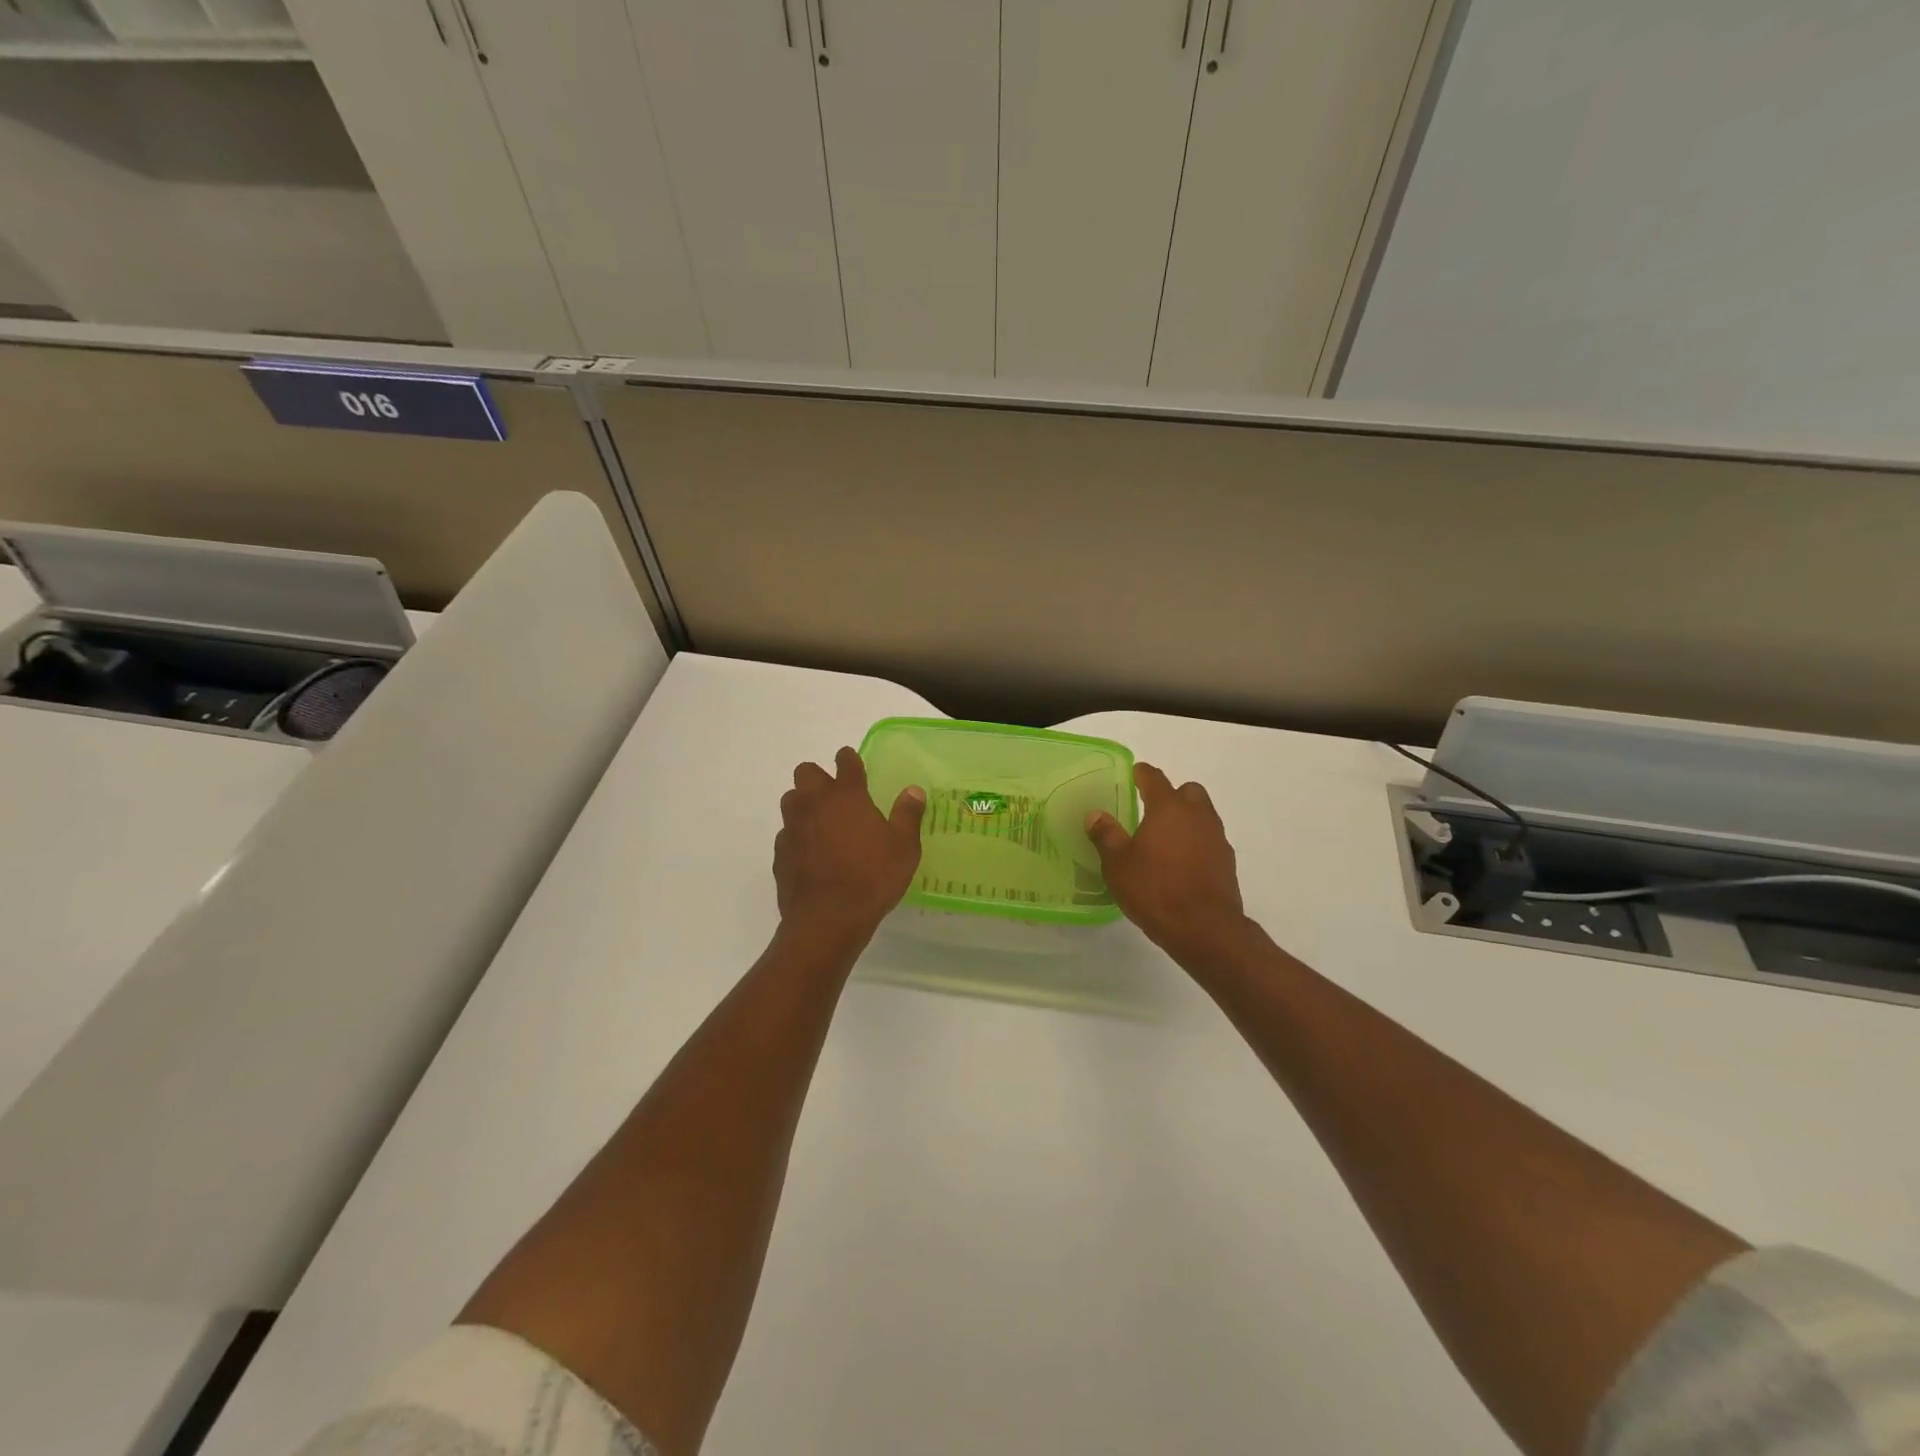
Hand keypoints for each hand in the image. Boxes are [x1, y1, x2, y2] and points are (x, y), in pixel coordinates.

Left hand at [775, 747, 925, 947]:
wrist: (827, 919)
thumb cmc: (872, 878)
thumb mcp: (904, 848)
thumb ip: (907, 815)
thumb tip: (913, 791)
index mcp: (847, 796)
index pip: (845, 762)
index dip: (849, 759)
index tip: (852, 762)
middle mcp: (815, 803)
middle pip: (806, 772)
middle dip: (818, 777)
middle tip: (835, 795)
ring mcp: (793, 827)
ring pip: (791, 800)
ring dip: (803, 804)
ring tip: (821, 822)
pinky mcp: (780, 852)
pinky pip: (786, 833)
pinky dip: (797, 836)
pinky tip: (811, 853)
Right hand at [1087, 763, 1252, 966]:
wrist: (1205, 929)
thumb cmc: (1156, 890)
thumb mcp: (1118, 865)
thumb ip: (1106, 836)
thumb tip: (1096, 815)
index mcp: (1168, 808)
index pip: (1155, 778)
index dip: (1142, 773)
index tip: (1134, 773)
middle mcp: (1197, 815)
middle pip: (1188, 791)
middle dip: (1172, 794)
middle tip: (1151, 810)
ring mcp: (1217, 838)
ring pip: (1203, 815)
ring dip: (1186, 819)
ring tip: (1164, 839)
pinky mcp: (1227, 862)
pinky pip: (1210, 840)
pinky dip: (1196, 842)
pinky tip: (1181, 863)